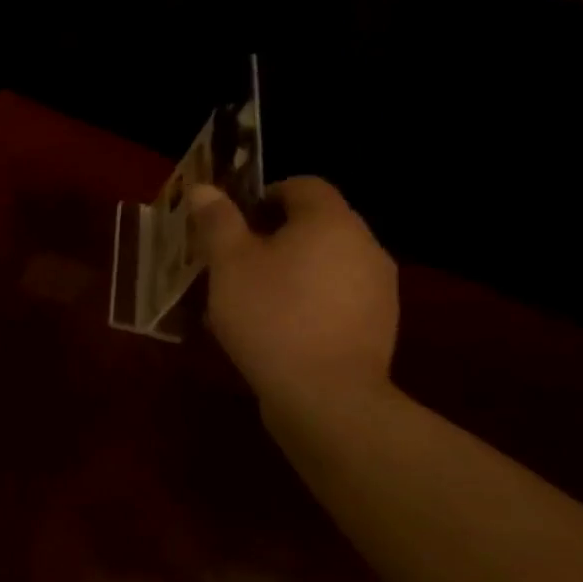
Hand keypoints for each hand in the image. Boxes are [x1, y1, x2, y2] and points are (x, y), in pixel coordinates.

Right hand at [188, 176, 398, 407]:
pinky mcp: (376, 325)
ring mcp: (377, 288)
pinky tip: (274, 329)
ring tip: (247, 300)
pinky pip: (334, 297)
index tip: (232, 224)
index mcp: (331, 222)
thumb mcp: (229, 264)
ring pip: (323, 263)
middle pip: (314, 225)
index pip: (302, 186)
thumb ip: (218, 221)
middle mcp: (364, 246)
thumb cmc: (270, 315)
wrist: (325, 395)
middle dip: (270, 237)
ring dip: (287, 270)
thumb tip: (205, 188)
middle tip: (230, 263)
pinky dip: (305, 300)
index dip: (263, 195)